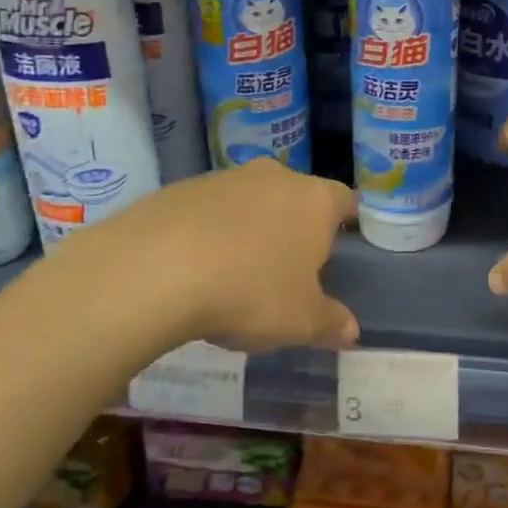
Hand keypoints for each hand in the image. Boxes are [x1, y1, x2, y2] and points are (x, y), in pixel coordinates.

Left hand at [102, 160, 358, 352]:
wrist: (156, 269)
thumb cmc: (250, 291)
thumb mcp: (300, 320)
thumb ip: (330, 322)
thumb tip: (351, 330)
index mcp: (314, 201)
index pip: (344, 200)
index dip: (345, 221)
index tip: (340, 244)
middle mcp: (274, 177)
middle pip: (295, 196)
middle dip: (294, 225)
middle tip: (289, 266)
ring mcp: (225, 178)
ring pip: (250, 200)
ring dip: (249, 227)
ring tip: (237, 271)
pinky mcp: (181, 188)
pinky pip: (208, 210)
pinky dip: (209, 232)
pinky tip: (195, 267)